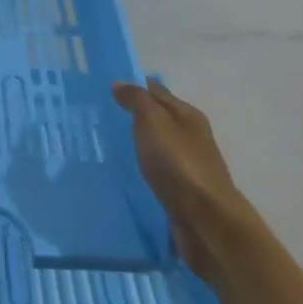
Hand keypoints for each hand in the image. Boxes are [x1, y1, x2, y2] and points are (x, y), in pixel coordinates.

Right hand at [112, 79, 245, 272]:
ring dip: (135, 142)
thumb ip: (137, 100)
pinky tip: (121, 171)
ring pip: (155, 145)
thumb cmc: (179, 164)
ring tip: (103, 144)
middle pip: (157, 118)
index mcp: (187, 115)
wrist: (206, 220)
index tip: (104, 87)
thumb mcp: (154, 122)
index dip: (132, 85)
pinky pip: (155, 170)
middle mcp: (190, 136)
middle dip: (131, 115)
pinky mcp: (181, 191)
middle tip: (96, 116)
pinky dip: (140, 166)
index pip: (156, 90)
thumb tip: (120, 82)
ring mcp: (187, 165)